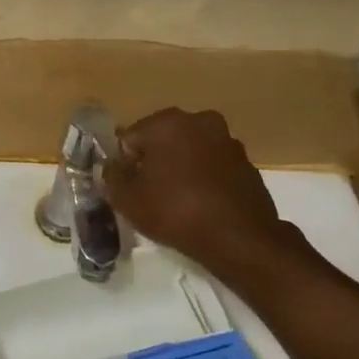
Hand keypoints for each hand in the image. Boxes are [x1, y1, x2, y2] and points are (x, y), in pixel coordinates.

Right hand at [104, 108, 292, 270]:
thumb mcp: (127, 199)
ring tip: (175, 201)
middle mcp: (199, 121)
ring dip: (180, 168)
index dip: (124, 163)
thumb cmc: (175, 211)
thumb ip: (112, 176)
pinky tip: (200, 205)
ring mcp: (227, 140)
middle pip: (162, 140)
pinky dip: (203, 178)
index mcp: (167, 122)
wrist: (238, 238)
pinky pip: (213, 166)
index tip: (127, 187)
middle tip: (148, 194)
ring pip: (190, 151)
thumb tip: (114, 166)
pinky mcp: (246, 162)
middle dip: (153, 162)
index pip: (130, 137)